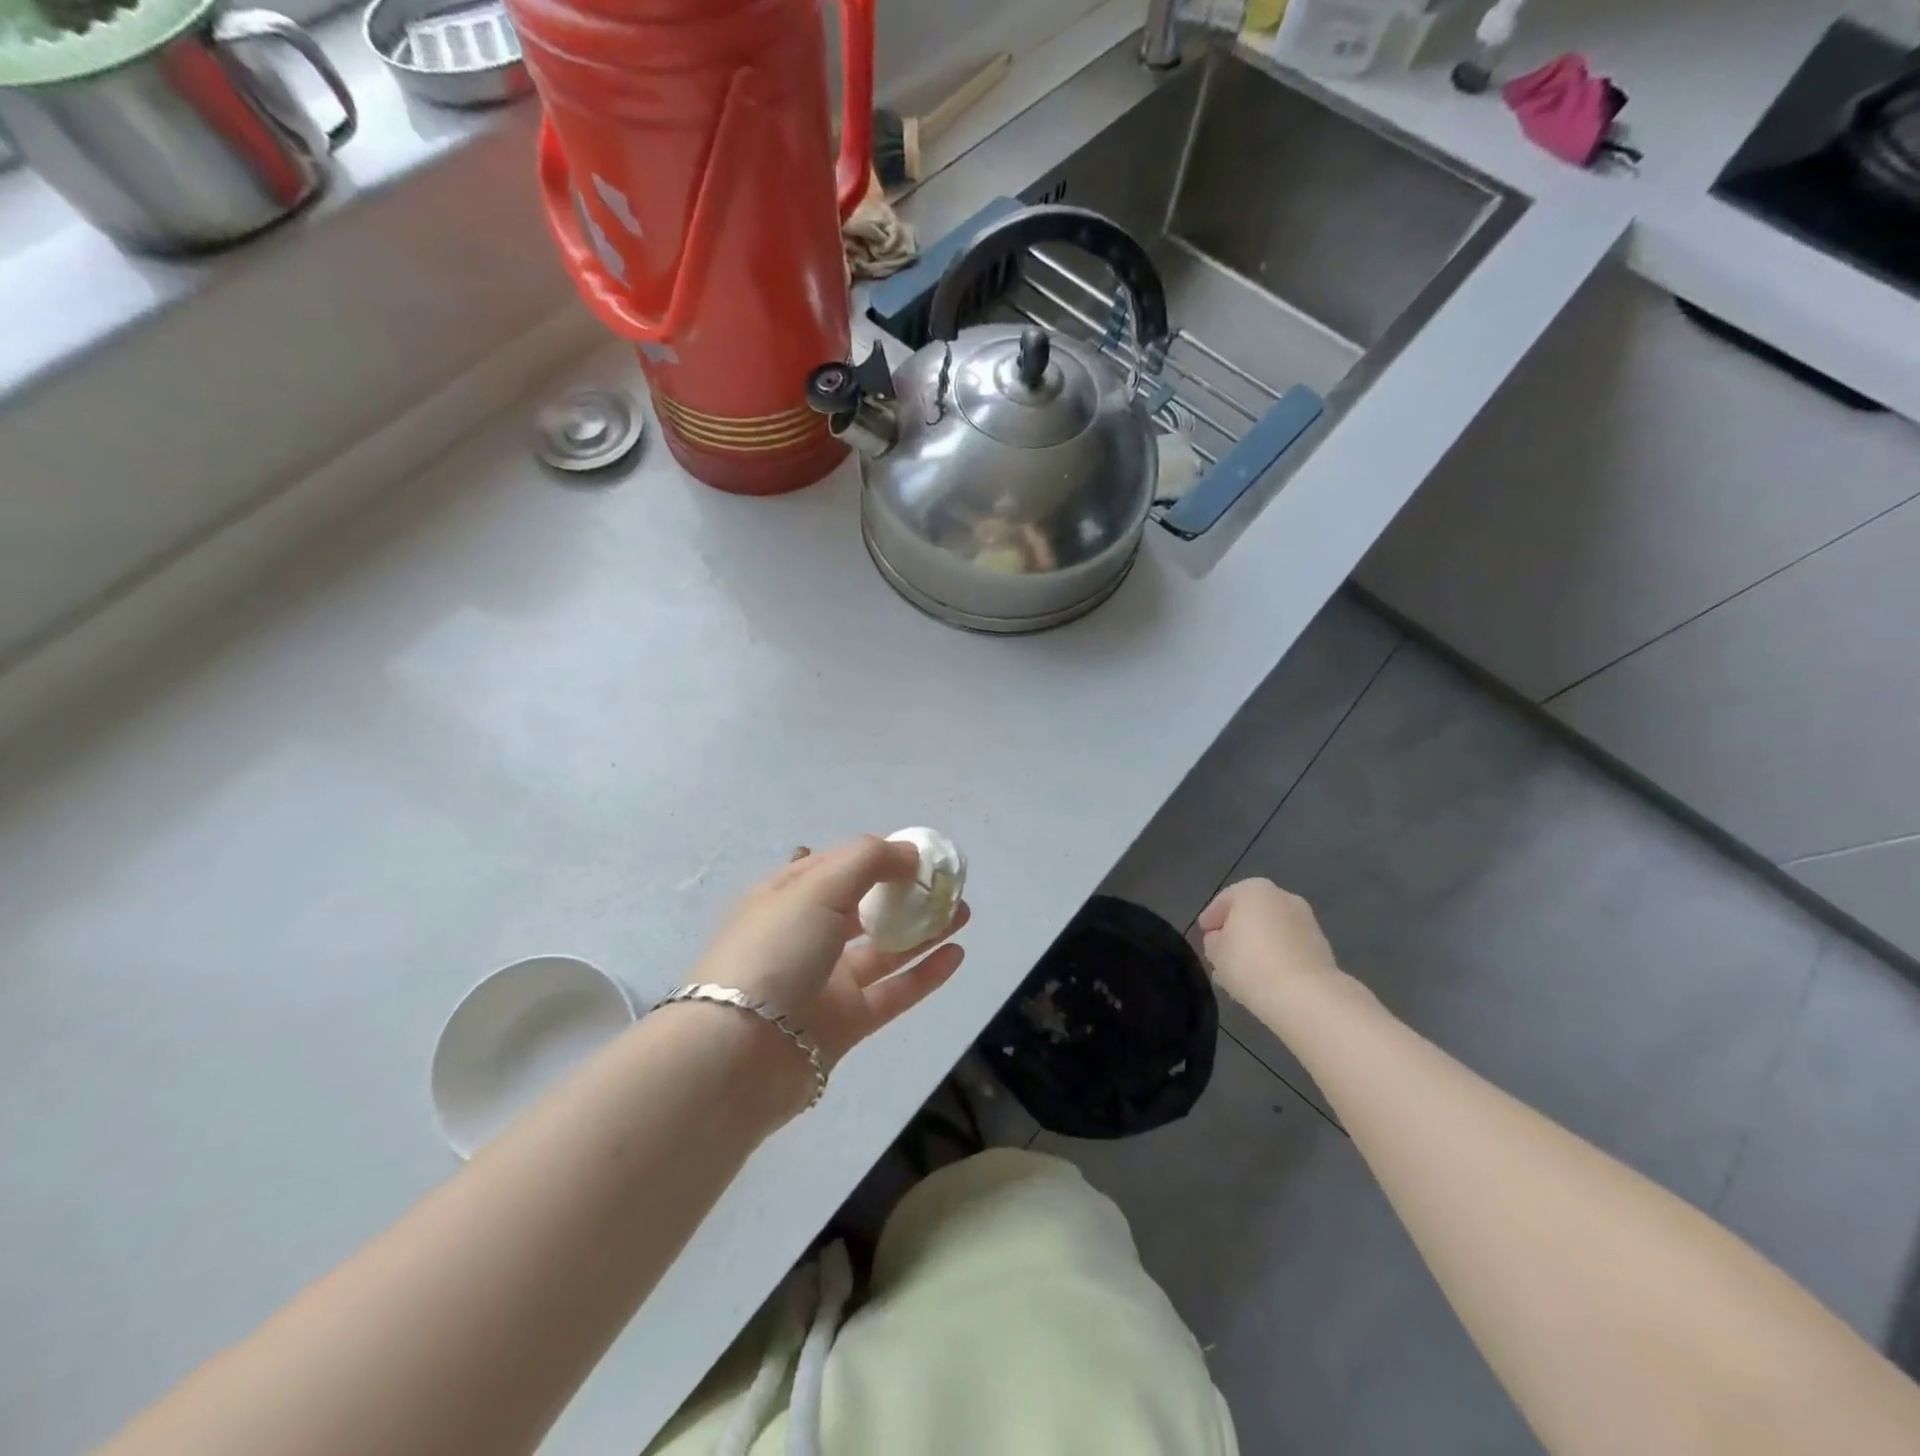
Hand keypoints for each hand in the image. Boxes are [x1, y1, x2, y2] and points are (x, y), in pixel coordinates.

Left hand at [691, 836, 968, 1067]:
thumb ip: (868, 860)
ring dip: (922, 931)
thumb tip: (910, 853)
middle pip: (863, 908)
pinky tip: (956, 955)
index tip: (919, 855)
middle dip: (904, 894)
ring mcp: (824, 982)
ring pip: (883, 951)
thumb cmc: (774, 952)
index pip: (837, 865)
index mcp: (786, 897)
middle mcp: (805, 936)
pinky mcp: (843, 1024)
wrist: (736, 1056)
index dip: (878, 855)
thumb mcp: (816, 888)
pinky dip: (924, 975)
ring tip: (963, 913)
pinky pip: (892, 994)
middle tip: (946, 887)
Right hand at [1197, 878, 1344, 1021]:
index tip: (1203, 936)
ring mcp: (1306, 920)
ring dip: (1258, 945)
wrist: (1307, 995)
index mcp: (1253, 890)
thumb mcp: (1216, 952)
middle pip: (1250, 913)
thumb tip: (1221, 940)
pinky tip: (1265, 977)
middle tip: (1223, 953)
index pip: (1223, 901)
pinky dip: (1277, 956)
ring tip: (1244, 971)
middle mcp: (1282, 896)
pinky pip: (1289, 947)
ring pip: (1272, 930)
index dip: (1210, 919)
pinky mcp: (1321, 945)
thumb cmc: (1251, 963)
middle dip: (1237, 931)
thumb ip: (1213, 941)